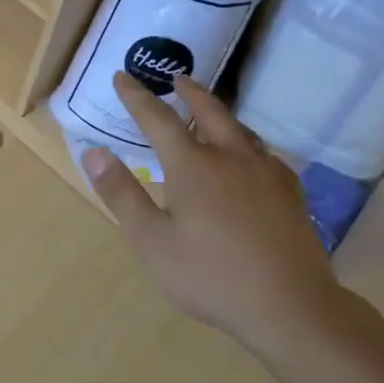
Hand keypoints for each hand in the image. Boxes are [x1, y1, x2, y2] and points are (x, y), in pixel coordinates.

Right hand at [82, 73, 364, 357]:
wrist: (290, 305)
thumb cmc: (210, 276)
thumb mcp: (151, 241)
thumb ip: (122, 193)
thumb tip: (93, 151)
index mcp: (193, 165)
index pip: (157, 119)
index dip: (136, 97)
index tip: (122, 77)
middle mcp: (231, 157)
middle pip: (209, 111)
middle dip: (189, 92)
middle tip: (177, 78)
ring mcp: (266, 173)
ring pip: (241, 130)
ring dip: (220, 114)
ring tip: (210, 113)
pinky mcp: (290, 193)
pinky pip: (264, 154)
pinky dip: (247, 144)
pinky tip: (250, 159)